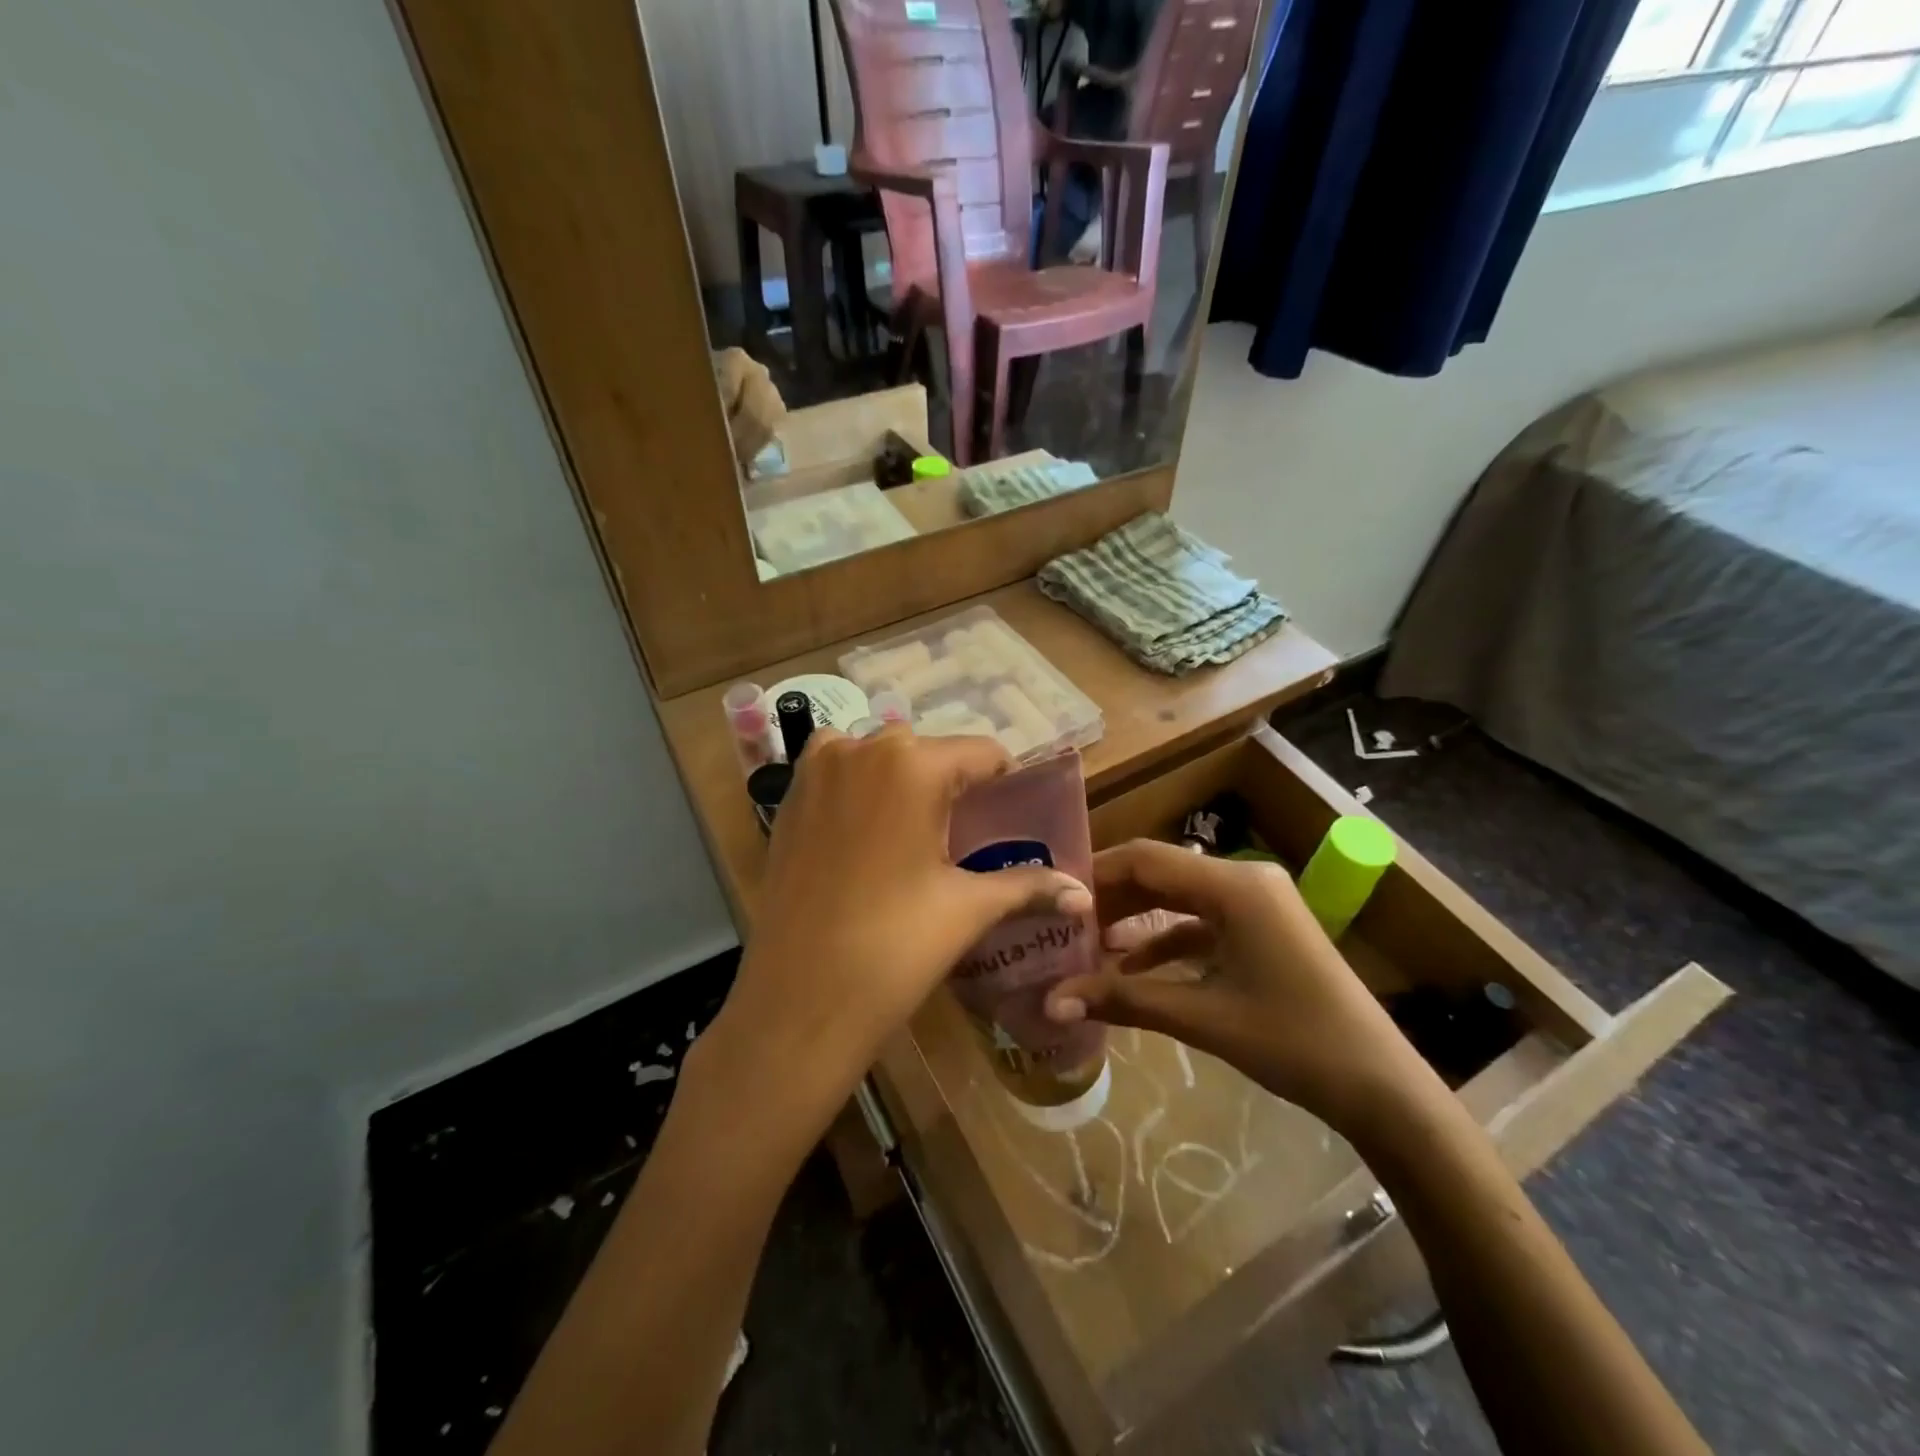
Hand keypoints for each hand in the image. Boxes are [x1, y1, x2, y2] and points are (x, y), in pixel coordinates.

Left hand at [703, 728, 1089, 1133]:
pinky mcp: (789, 798)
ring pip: (880, 758)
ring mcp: (817, 770)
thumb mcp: (968, 908)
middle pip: (930, 753)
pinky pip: (839, 773)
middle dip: (953, 786)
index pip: (982, 752)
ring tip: (917, 837)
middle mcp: (861, 748)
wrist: (799, 1001)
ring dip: (904, 783)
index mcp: (913, 764)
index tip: (1015, 816)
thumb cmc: (894, 946)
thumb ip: (1029, 886)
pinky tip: (870, 837)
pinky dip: (861, 788)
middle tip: (967, 837)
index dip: (1006, 782)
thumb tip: (1083, 894)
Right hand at [1044, 840, 1434, 1134]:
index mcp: (1235, 886)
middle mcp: (1246, 880)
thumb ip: (1123, 1000)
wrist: (1381, 1087)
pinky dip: (1167, 940)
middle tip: (1062, 924)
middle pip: (1161, 873)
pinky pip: (1203, 922)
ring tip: (1088, 945)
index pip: (1146, 859)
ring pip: (1180, 898)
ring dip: (1136, 920)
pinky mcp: (1264, 929)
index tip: (1053, 897)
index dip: (1096, 873)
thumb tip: (1052, 1002)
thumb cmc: (1293, 1042)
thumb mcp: (1202, 1018)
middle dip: (1111, 899)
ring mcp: (1258, 904)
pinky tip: (1132, 969)